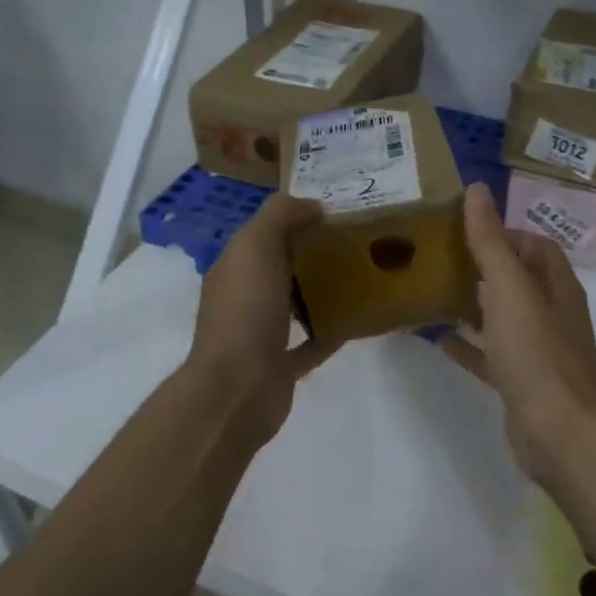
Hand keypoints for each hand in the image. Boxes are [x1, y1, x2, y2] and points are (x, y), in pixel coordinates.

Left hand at [184, 193, 335, 446]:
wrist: (237, 390)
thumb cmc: (245, 312)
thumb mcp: (255, 246)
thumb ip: (280, 216)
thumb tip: (312, 205)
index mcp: (234, 268)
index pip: (263, 234)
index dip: (294, 219)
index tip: (335, 212)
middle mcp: (244, 299)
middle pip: (280, 268)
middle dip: (311, 253)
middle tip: (355, 241)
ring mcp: (261, 336)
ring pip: (295, 305)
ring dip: (321, 292)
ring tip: (361, 275)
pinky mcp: (281, 367)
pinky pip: (311, 344)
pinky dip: (331, 332)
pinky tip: (358, 320)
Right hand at [442, 183, 595, 482]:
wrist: (557, 432)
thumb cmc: (536, 352)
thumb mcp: (510, 289)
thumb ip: (491, 241)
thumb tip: (478, 189)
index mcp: (557, 287)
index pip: (537, 247)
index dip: (507, 234)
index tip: (467, 231)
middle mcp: (552, 314)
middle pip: (520, 280)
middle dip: (486, 267)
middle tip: (443, 257)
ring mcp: (538, 351)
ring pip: (504, 317)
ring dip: (475, 304)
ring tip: (435, 291)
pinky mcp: (522, 382)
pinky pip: (491, 355)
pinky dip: (468, 344)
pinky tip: (438, 339)